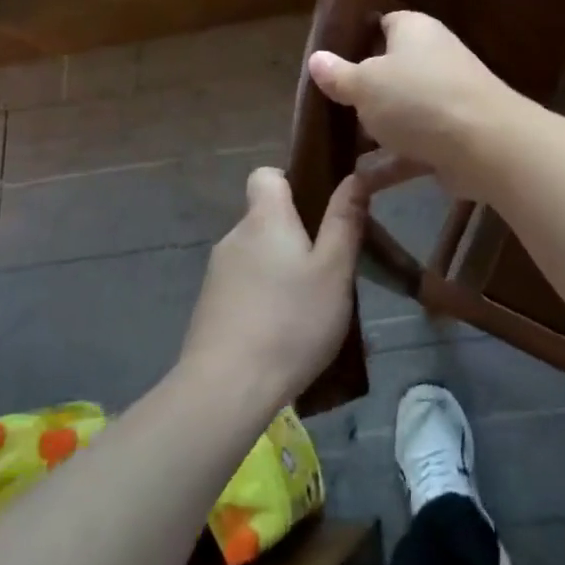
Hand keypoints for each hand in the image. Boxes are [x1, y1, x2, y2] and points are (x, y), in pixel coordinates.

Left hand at [179, 167, 364, 408]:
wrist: (226, 390)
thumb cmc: (291, 322)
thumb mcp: (334, 270)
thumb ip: (345, 221)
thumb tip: (355, 176)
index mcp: (265, 219)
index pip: (266, 174)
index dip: (291, 181)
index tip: (318, 207)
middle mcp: (234, 237)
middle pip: (267, 218)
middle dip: (296, 235)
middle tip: (329, 268)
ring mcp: (217, 274)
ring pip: (258, 255)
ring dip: (281, 270)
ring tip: (311, 308)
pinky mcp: (209, 308)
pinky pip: (245, 286)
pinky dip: (264, 298)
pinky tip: (283, 333)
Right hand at [306, 11, 520, 200]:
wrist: (485, 145)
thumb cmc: (418, 99)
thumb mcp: (365, 85)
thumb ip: (338, 75)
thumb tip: (316, 59)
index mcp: (414, 30)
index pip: (382, 24)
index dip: (355, 39)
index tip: (328, 61)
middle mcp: (433, 58)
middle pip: (390, 71)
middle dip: (361, 91)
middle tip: (326, 107)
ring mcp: (445, 99)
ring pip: (401, 111)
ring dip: (374, 130)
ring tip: (335, 145)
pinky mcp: (451, 136)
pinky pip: (412, 146)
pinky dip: (389, 162)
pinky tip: (358, 182)